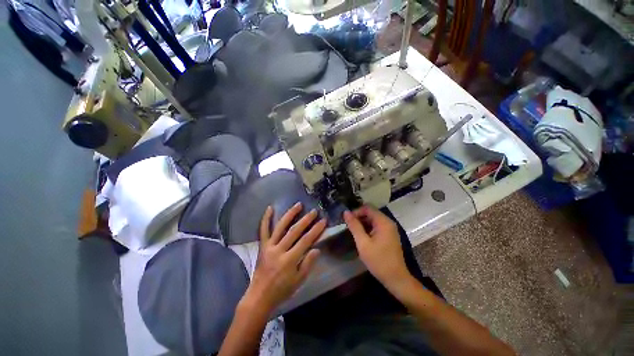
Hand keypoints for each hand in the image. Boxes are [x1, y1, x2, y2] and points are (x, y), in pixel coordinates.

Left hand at [241, 202, 325, 313]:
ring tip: (298, 205)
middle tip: (314, 211)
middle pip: (294, 231)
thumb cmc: (282, 290)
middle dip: (306, 220)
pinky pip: (263, 230)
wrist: (259, 296)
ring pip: (280, 227)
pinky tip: (270, 208)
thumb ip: (308, 264)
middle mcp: (279, 250)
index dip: (315, 230)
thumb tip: (317, 249)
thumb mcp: (299, 281)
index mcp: (289, 260)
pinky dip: (266, 219)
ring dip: (290, 214)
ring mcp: (269, 246)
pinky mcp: (262, 246)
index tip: (323, 221)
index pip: (305, 241)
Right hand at [343, 206, 410, 289]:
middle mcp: (388, 222)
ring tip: (353, 231)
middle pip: (371, 213)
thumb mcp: (363, 243)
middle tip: (349, 226)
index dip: (356, 211)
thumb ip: (354, 226)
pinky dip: (368, 228)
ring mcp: (390, 229)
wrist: (396, 278)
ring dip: (363, 223)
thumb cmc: (378, 260)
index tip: (347, 220)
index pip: (367, 208)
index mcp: (383, 222)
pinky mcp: (389, 235)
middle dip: (359, 217)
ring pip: (373, 219)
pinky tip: (362, 236)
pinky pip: (376, 226)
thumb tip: (346, 212)